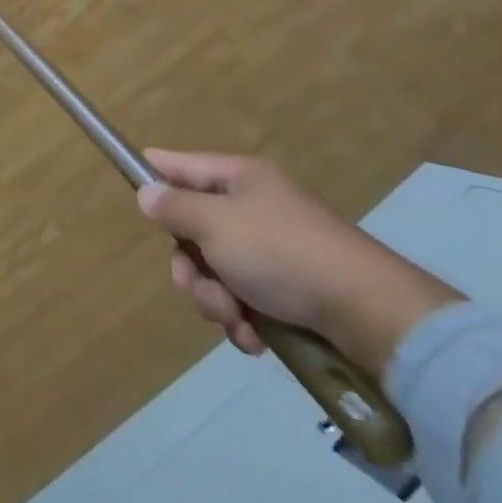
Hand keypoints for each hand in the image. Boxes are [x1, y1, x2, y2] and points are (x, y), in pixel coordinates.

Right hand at [137, 150, 461, 377]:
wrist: (369, 314)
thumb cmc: (282, 252)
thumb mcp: (216, 224)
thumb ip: (175, 208)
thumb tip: (147, 192)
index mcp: (240, 178)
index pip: (183, 165)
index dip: (156, 173)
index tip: (132, 185)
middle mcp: (255, 208)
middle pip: (195, 229)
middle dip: (190, 265)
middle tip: (197, 286)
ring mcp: (273, 251)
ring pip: (217, 271)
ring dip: (215, 299)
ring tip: (235, 319)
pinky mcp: (290, 292)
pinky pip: (245, 301)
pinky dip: (243, 320)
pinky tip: (254, 337)